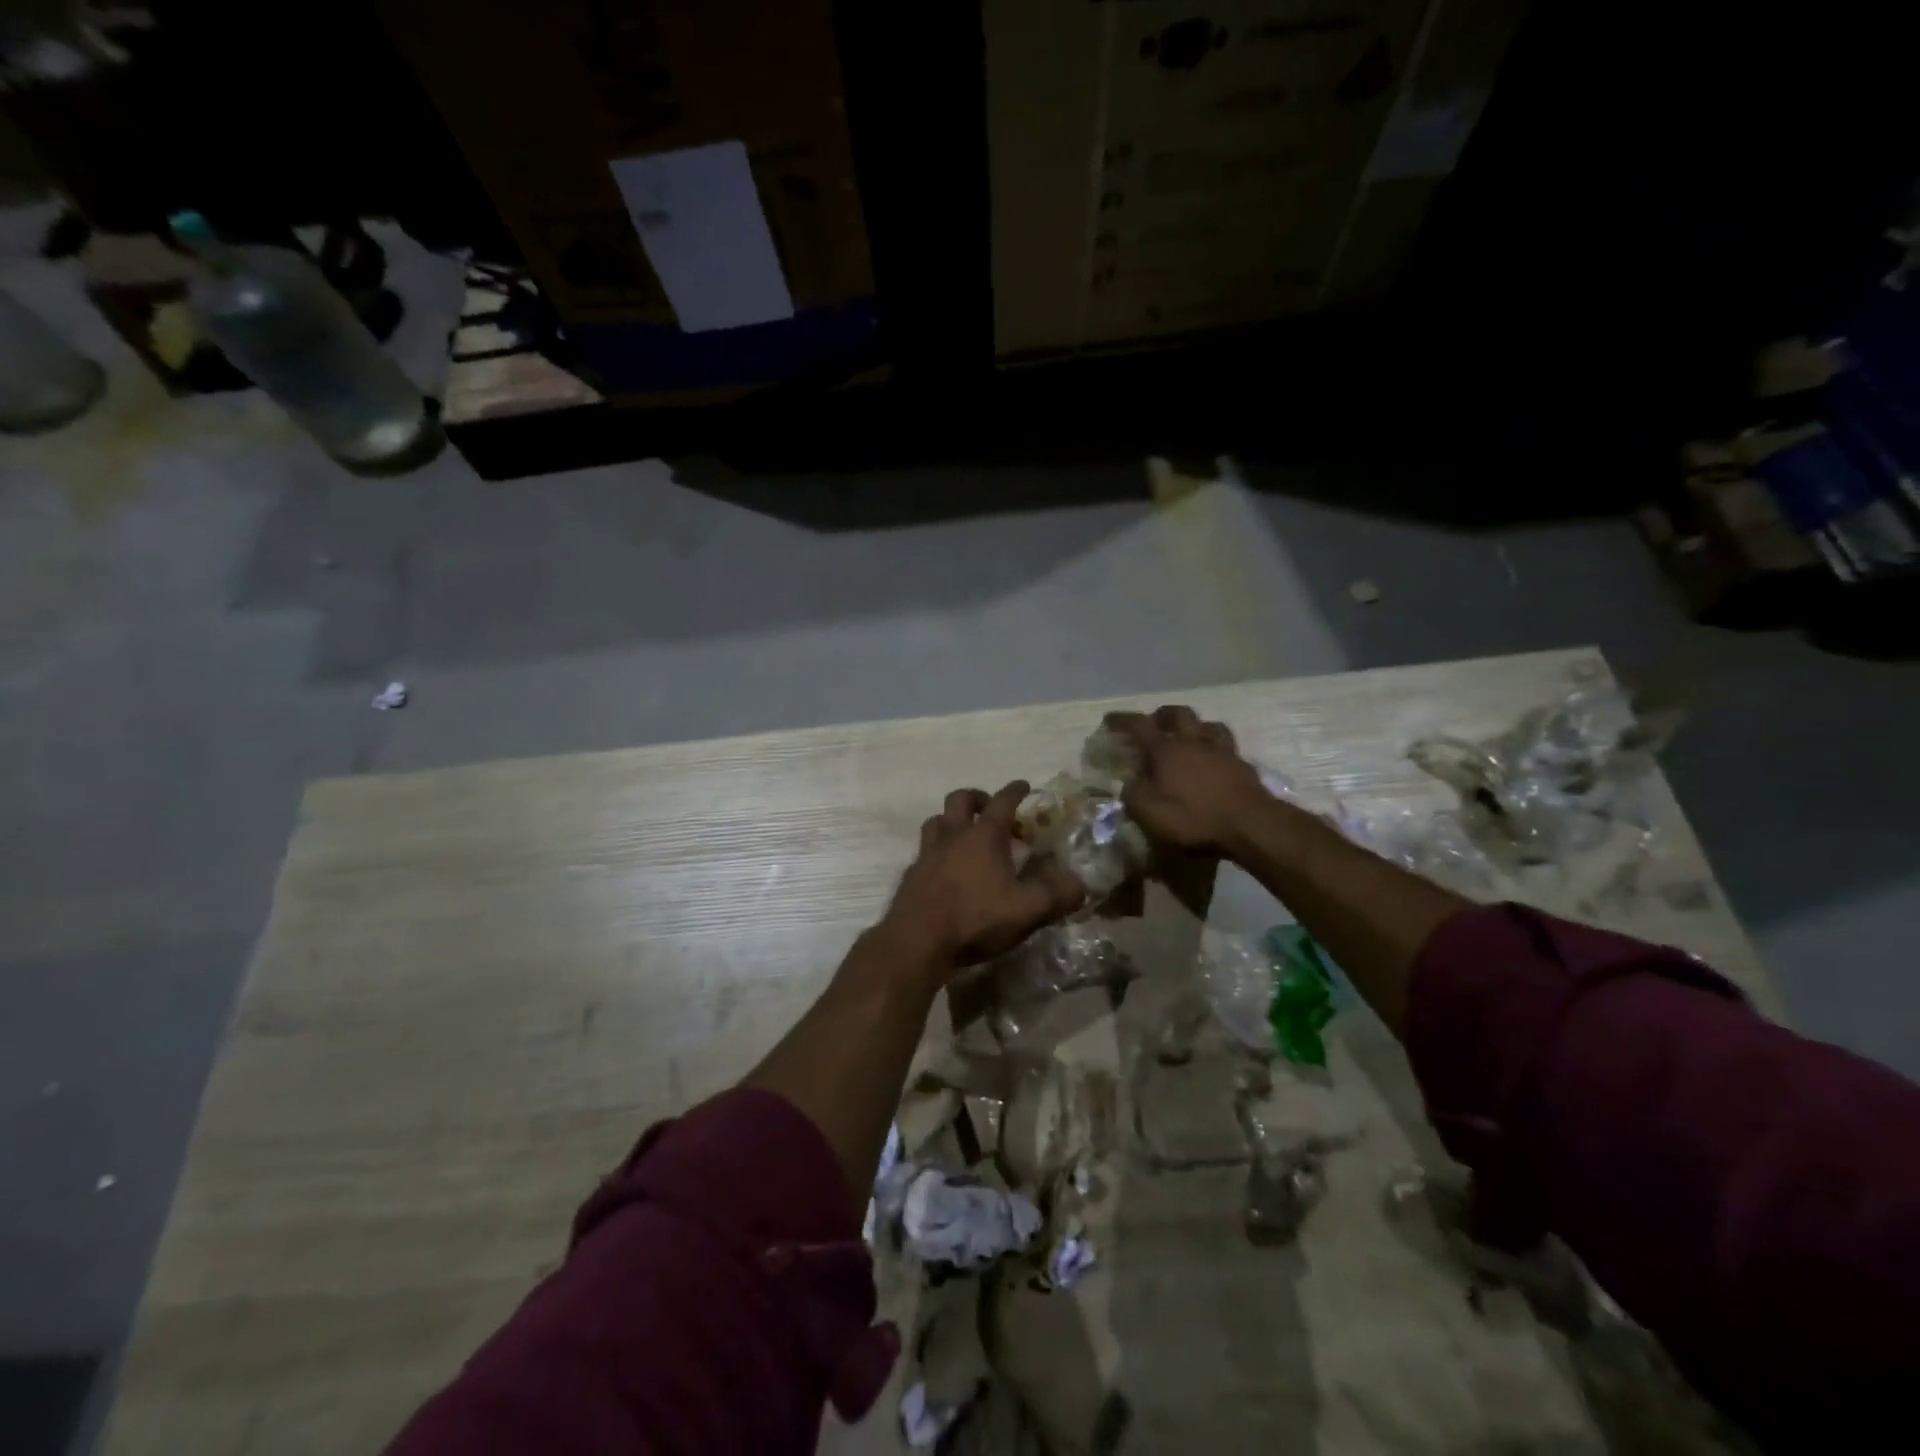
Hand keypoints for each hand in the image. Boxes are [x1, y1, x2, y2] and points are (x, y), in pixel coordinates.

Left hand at [880, 781, 1086, 974]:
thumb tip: (1081, 885)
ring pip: (937, 821)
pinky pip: (924, 851)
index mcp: (983, 836)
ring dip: (952, 821)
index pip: (1002, 801)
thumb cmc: (975, 919)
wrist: (916, 942)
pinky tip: (945, 870)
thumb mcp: (1027, 911)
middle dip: (977, 798)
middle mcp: (953, 836)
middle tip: (990, 809)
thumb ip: (1057, 896)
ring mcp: (927, 854)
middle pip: (960, 799)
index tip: (1024, 786)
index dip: (1015, 791)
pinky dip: (937, 851)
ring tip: (965, 836)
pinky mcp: (912, 874)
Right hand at [1105, 706, 1271, 854]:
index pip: (1139, 726)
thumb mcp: (1150, 814)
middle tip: (1153, 723)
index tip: (1109, 719)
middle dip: (1161, 715)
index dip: (1122, 720)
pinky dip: (1215, 748)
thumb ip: (1133, 795)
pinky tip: (1213, 760)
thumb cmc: (1194, 819)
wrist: (1251, 825)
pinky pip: (1226, 746)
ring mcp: (1222, 751)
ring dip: (1194, 726)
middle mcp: (1193, 742)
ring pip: (1207, 725)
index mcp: (1166, 750)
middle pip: (1178, 714)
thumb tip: (1129, 784)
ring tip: (1188, 737)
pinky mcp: (1243, 765)